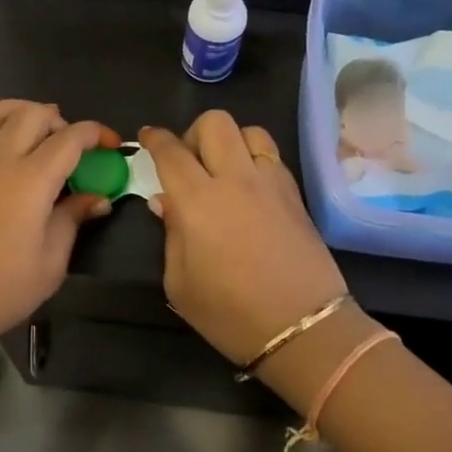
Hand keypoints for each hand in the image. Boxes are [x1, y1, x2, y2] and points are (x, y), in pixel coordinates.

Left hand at [0, 98, 119, 354]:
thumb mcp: (49, 264)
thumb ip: (72, 220)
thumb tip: (97, 198)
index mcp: (31, 180)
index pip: (70, 138)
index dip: (96, 134)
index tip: (111, 145)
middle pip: (35, 115)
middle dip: (61, 121)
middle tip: (72, 146)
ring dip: (24, 110)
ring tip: (37, 127)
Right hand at [140, 113, 348, 365]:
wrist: (304, 328)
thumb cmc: (231, 314)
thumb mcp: (180, 284)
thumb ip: (171, 234)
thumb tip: (166, 202)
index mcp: (198, 200)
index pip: (171, 152)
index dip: (155, 139)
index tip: (146, 137)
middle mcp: (235, 179)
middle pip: (215, 123)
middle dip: (193, 133)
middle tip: (188, 162)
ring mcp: (271, 182)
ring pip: (250, 131)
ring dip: (230, 141)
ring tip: (224, 170)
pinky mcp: (296, 194)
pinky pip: (272, 156)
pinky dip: (255, 159)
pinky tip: (249, 188)